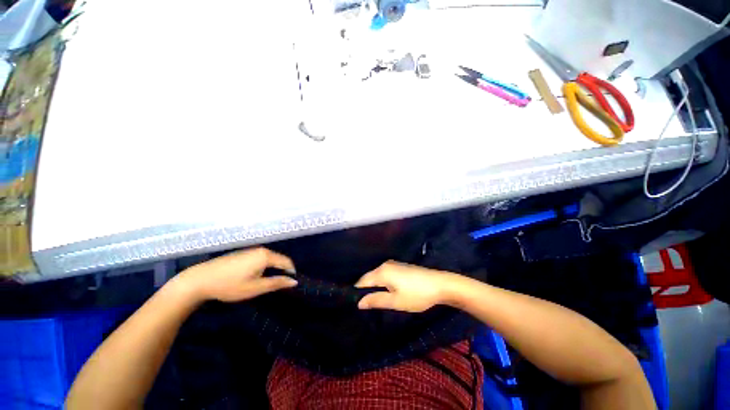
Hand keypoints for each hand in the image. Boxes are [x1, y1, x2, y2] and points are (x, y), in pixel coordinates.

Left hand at [173, 247, 296, 302]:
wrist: (200, 279)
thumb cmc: (230, 285)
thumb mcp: (255, 288)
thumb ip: (276, 283)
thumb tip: (294, 281)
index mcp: (266, 256)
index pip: (286, 261)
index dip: (291, 272)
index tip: (291, 283)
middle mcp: (261, 250)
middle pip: (278, 259)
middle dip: (281, 271)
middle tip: (277, 285)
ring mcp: (251, 250)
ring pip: (269, 259)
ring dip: (271, 269)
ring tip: (265, 282)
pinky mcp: (243, 253)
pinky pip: (260, 258)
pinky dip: (262, 267)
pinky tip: (253, 277)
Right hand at [355, 261, 458, 311]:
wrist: (441, 284)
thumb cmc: (417, 294)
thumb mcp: (396, 301)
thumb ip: (376, 300)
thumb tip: (359, 302)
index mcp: (382, 272)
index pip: (362, 281)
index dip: (357, 292)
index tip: (354, 305)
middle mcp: (385, 265)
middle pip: (369, 277)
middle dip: (366, 290)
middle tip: (365, 306)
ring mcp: (393, 264)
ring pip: (377, 276)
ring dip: (374, 287)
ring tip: (374, 301)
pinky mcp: (400, 266)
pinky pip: (385, 274)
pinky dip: (382, 283)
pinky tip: (385, 292)